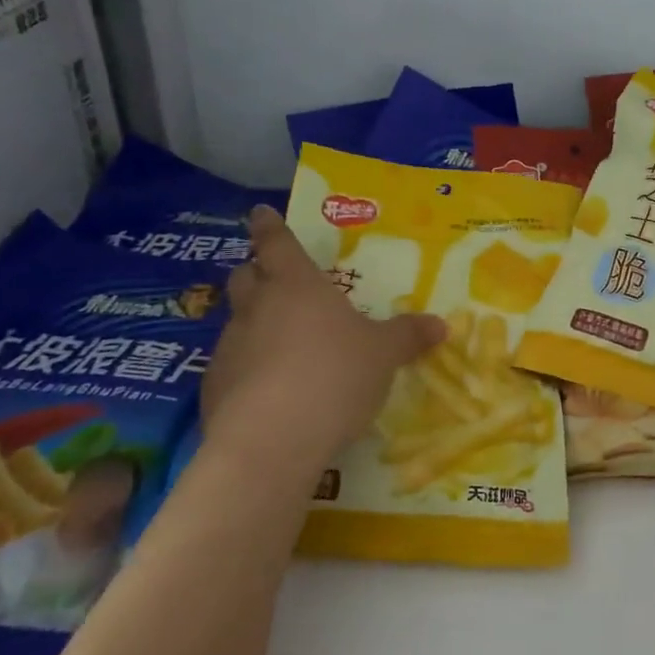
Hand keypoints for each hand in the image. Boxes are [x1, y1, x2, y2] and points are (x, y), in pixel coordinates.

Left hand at [202, 207, 444, 475]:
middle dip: (256, 272)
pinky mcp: (214, 387)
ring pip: (238, 321)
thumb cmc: (335, 375)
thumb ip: (408, 336)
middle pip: (246, 276)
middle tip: (274, 279)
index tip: (259, 212)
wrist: (271, 441)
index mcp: (298, 286)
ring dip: (255, 323)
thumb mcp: (384, 355)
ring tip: (284, 344)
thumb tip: (440, 324)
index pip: (277, 243)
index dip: (269, 226)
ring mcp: (230, 347)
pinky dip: (248, 368)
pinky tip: (271, 391)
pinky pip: (232, 365)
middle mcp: (258, 308)